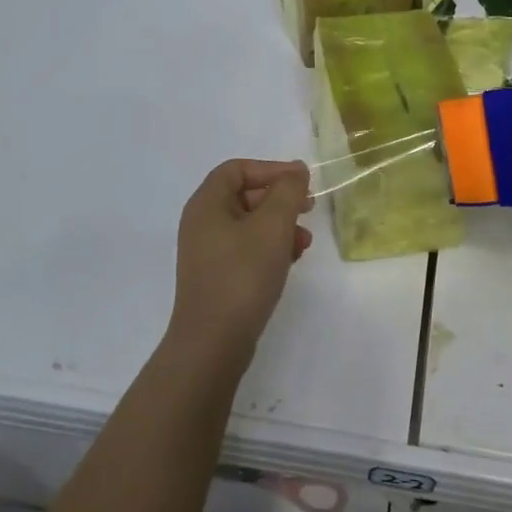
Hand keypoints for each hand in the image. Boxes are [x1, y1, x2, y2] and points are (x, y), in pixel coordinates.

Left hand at [169, 159, 312, 361]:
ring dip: (280, 226)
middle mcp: (202, 223)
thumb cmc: (242, 275)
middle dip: (280, 199)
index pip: (237, 169)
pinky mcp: (218, 277)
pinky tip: (291, 261)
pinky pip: (247, 249)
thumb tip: (295, 171)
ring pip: (249, 224)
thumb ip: (287, 192)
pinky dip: (271, 248)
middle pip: (244, 195)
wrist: (214, 342)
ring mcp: (208, 252)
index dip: (271, 169)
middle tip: (309, 208)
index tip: (301, 182)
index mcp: (206, 204)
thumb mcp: (272, 226)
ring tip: (304, 242)